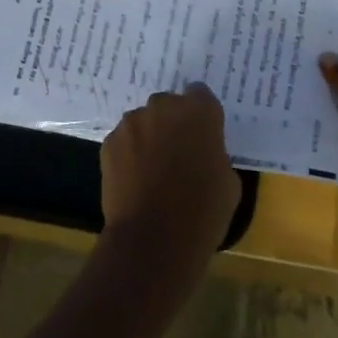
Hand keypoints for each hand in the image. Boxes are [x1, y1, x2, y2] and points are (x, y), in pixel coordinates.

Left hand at [100, 84, 241, 263]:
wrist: (153, 241)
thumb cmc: (202, 213)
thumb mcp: (228, 183)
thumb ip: (215, 155)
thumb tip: (203, 155)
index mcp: (199, 112)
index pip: (201, 95)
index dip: (202, 115)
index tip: (203, 135)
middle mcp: (164, 107)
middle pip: (169, 105)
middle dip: (173, 123)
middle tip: (177, 154)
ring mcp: (132, 123)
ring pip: (143, 122)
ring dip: (149, 137)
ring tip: (152, 170)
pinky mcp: (109, 142)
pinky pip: (124, 141)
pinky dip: (128, 154)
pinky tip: (134, 181)